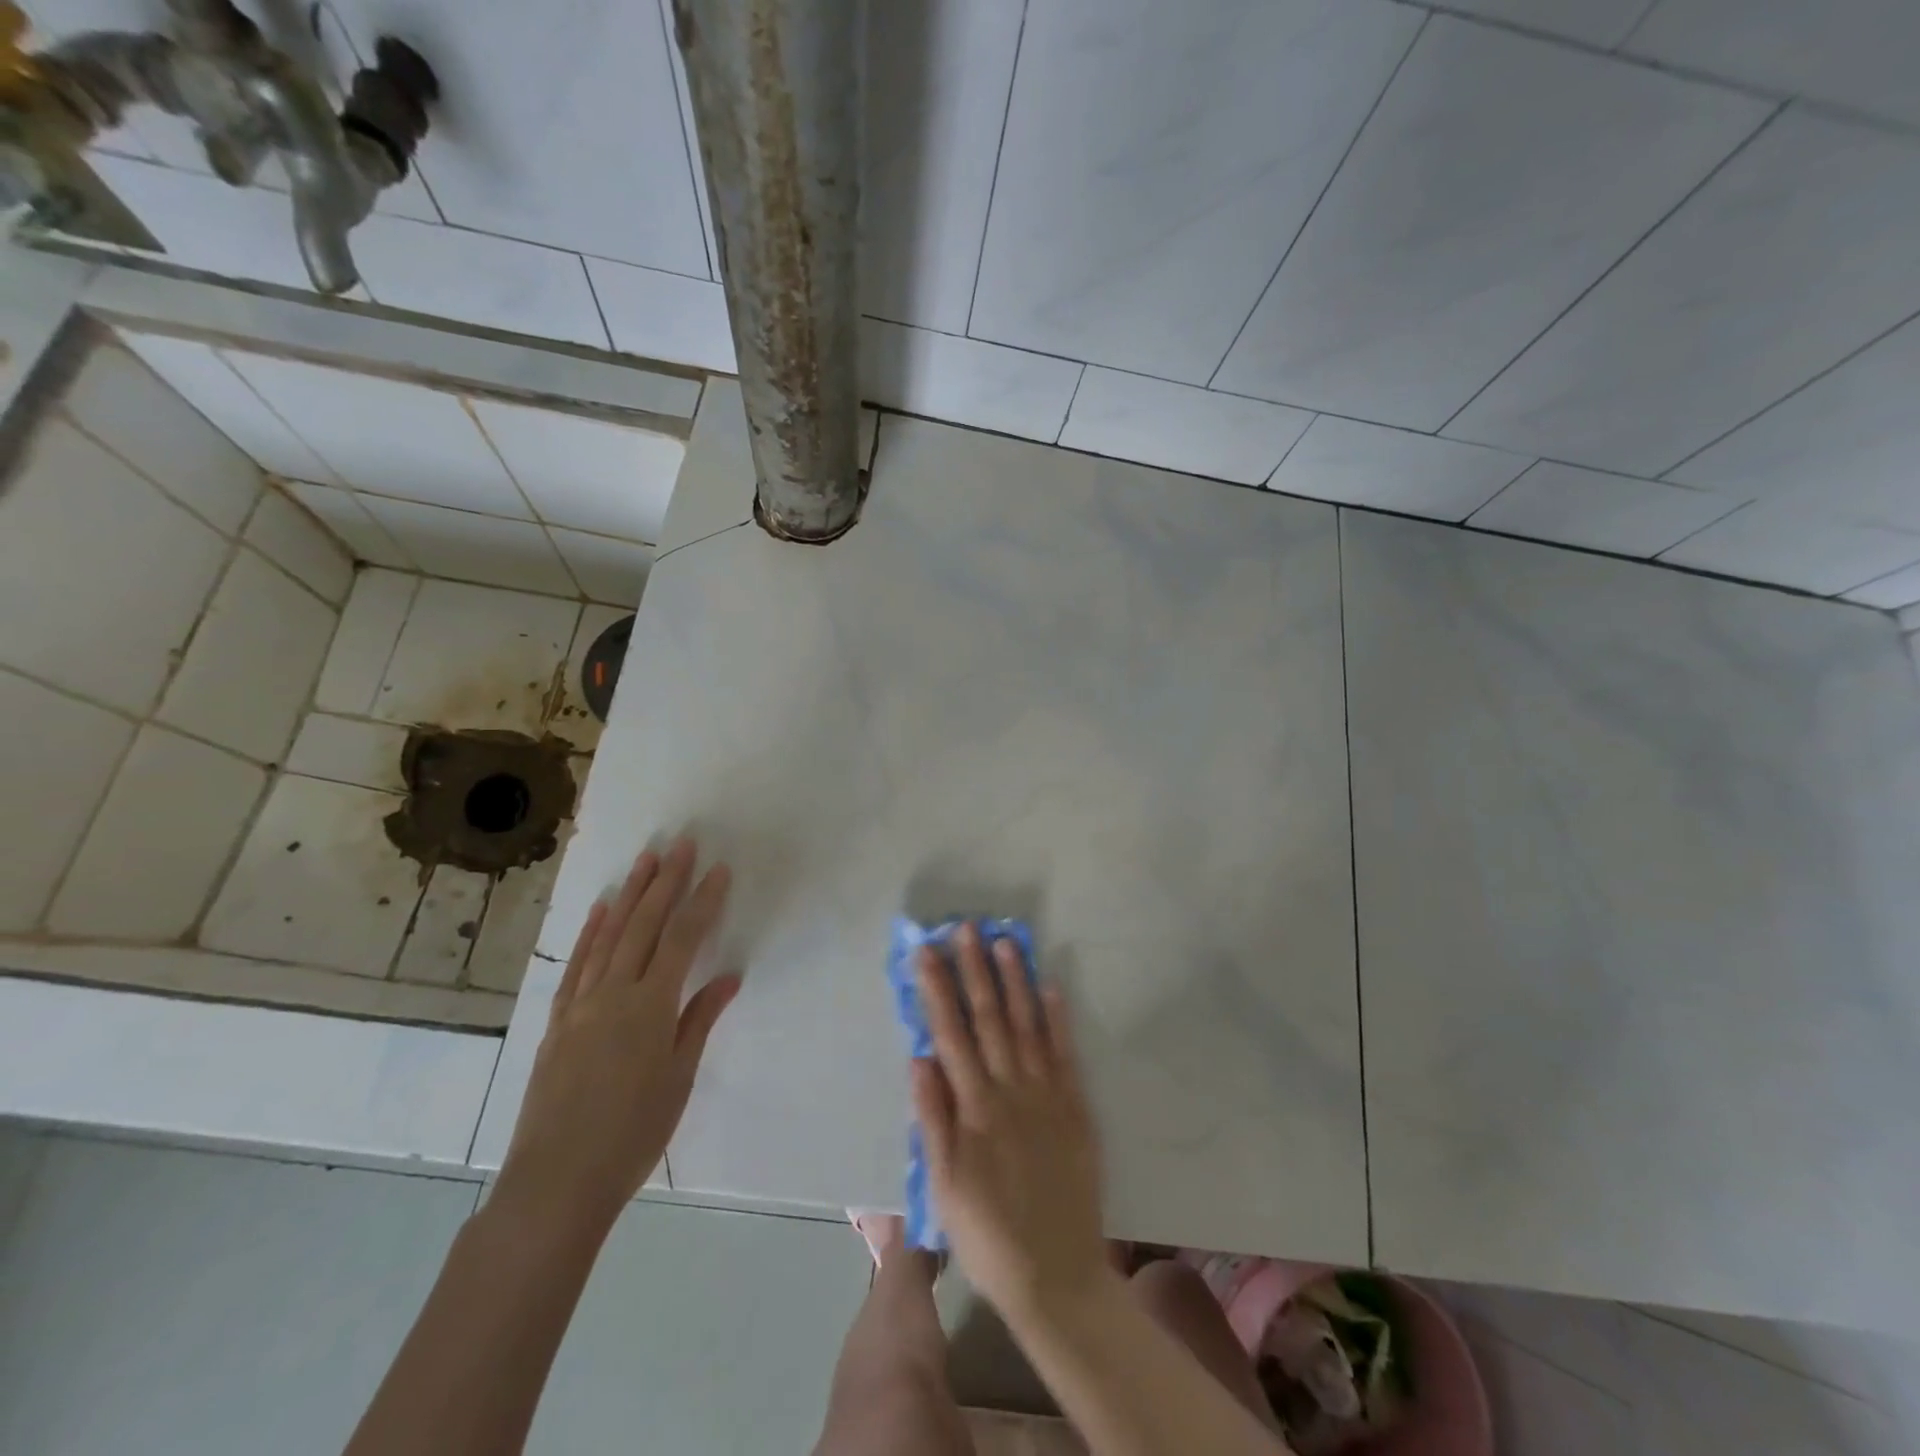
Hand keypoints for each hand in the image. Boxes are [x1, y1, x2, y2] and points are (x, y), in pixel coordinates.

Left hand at [494, 839, 738, 1236]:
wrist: (556, 1183)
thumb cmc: (632, 1134)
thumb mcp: (678, 1078)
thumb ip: (699, 1020)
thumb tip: (728, 978)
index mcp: (651, 1006)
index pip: (684, 939)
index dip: (703, 901)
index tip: (718, 869)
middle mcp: (614, 993)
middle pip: (645, 925)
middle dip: (665, 881)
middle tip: (680, 843)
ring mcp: (581, 1004)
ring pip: (609, 936)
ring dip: (629, 895)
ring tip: (645, 860)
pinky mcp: (558, 1021)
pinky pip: (576, 966)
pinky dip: (590, 933)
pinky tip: (600, 910)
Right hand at [911, 926, 1105, 1322]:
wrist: (1056, 1274)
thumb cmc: (987, 1233)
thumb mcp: (943, 1185)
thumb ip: (932, 1117)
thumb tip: (919, 1056)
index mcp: (973, 1107)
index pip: (950, 1033)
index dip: (936, 989)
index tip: (925, 952)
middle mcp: (1009, 1089)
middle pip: (988, 1018)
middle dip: (974, 969)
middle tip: (965, 928)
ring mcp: (1046, 1094)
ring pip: (1026, 1025)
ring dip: (1014, 980)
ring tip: (1004, 941)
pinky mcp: (1076, 1107)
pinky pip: (1065, 1053)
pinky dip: (1058, 1018)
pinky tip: (1050, 986)